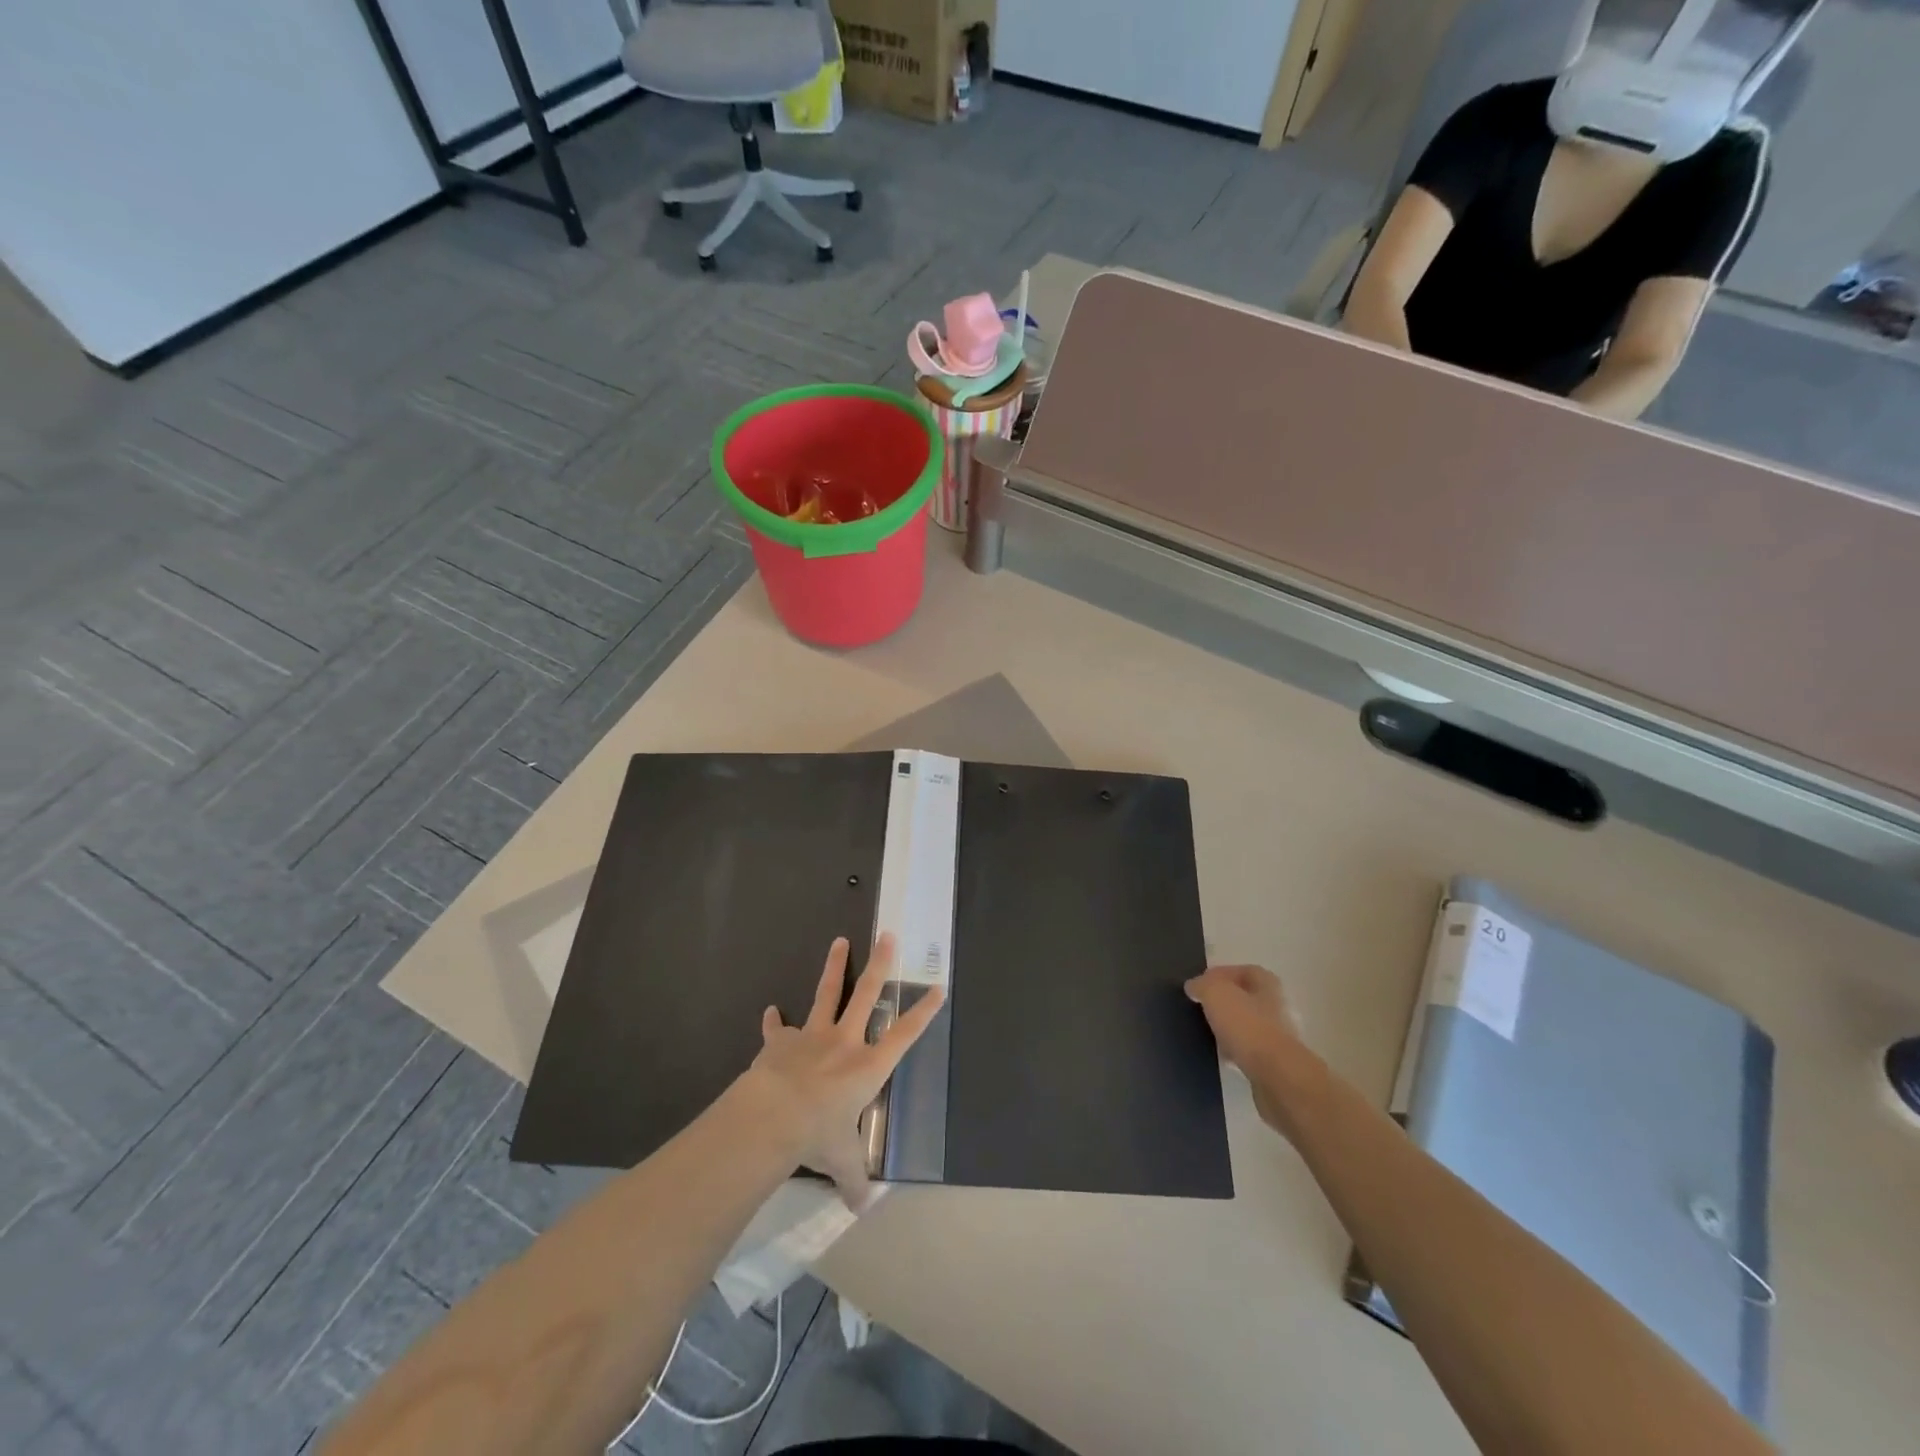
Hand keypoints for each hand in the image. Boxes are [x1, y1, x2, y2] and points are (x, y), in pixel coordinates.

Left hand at [744, 933, 943, 1210]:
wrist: (771, 1116)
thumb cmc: (817, 1135)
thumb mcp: (841, 1162)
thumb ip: (854, 1180)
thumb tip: (862, 1209)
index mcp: (868, 1066)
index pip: (904, 1034)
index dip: (923, 1011)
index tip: (938, 987)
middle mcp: (844, 1042)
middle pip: (867, 994)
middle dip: (880, 964)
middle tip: (887, 935)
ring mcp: (811, 1036)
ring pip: (827, 994)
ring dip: (834, 967)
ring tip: (838, 941)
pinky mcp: (780, 1042)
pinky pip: (778, 1028)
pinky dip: (774, 1022)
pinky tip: (771, 1011)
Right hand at [1184, 964, 1310, 1136]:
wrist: (1276, 1076)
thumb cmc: (1247, 1025)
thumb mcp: (1215, 993)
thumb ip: (1202, 985)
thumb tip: (1194, 987)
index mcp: (1267, 983)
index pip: (1242, 970)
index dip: (1220, 974)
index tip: (1199, 986)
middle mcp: (1277, 1006)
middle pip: (1245, 998)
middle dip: (1223, 1003)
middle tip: (1201, 1008)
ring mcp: (1279, 1036)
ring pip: (1247, 1025)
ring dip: (1228, 1028)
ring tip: (1207, 1033)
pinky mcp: (1275, 1062)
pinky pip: (1249, 1050)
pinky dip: (1235, 1051)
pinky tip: (1220, 1056)